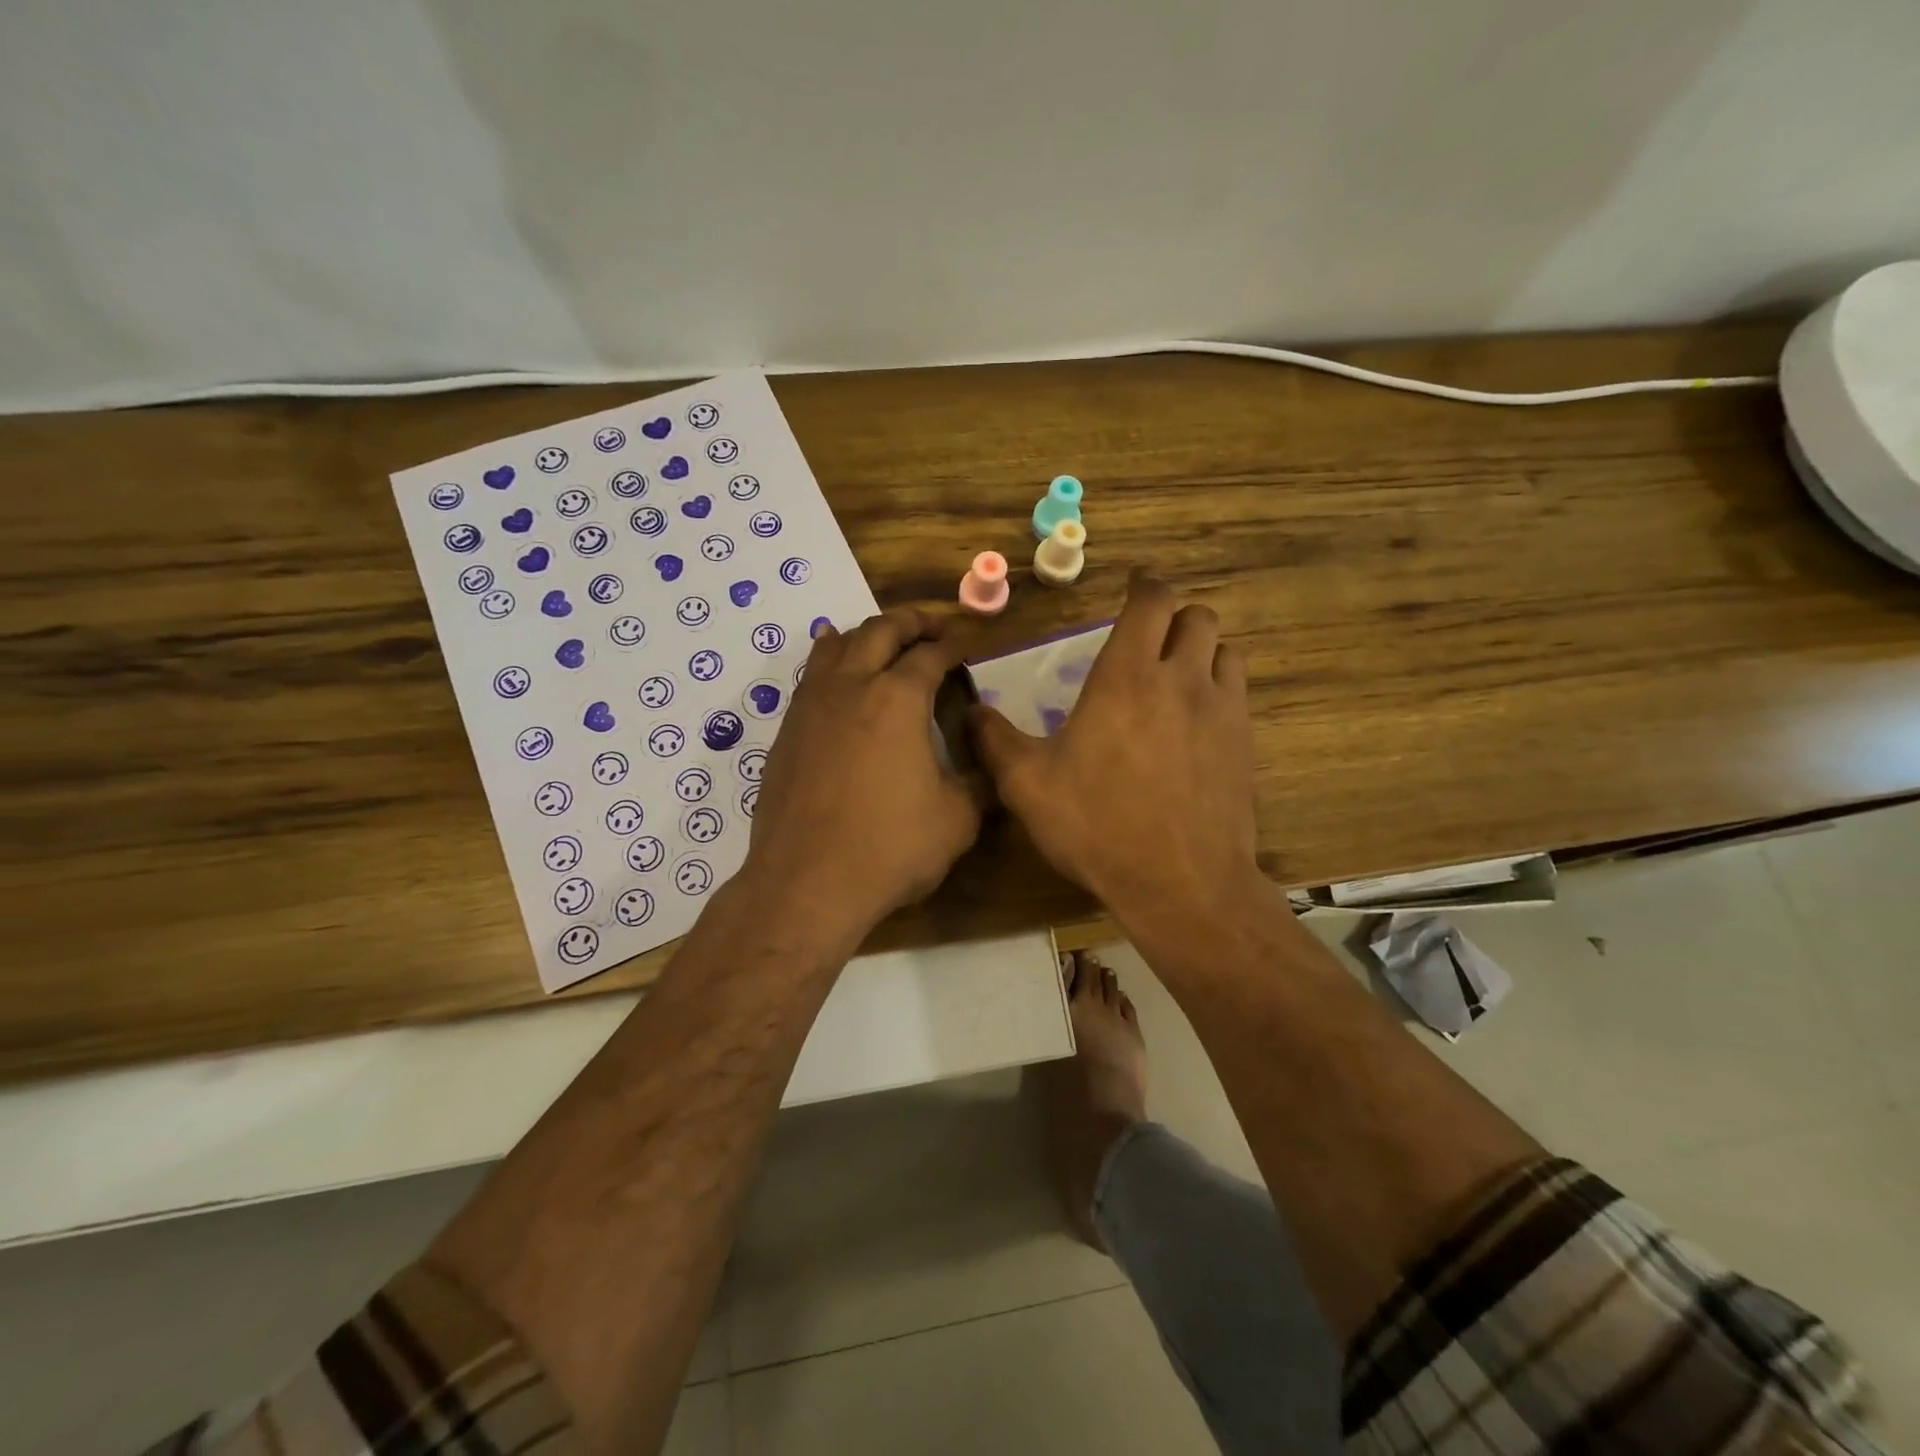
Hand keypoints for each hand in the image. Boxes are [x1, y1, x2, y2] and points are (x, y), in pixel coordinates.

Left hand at [742, 606, 981, 937]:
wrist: (807, 883)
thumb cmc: (890, 848)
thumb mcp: (958, 820)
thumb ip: (979, 783)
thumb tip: (989, 764)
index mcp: (898, 698)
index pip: (932, 655)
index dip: (955, 646)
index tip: (968, 647)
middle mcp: (852, 686)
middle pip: (882, 630)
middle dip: (912, 622)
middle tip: (934, 628)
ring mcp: (812, 705)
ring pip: (838, 646)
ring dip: (867, 634)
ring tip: (885, 638)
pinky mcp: (787, 731)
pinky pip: (811, 677)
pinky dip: (829, 659)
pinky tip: (832, 664)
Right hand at [969, 573, 1262, 936]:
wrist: (1181, 882)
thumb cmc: (1098, 825)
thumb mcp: (1028, 786)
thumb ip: (995, 741)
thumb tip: (970, 711)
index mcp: (1126, 677)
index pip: (1150, 602)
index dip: (1144, 585)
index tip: (1133, 587)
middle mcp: (1181, 679)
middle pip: (1197, 616)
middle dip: (1174, 617)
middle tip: (1149, 640)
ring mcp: (1221, 710)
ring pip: (1225, 650)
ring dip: (1201, 651)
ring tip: (1176, 676)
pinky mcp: (1245, 744)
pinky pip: (1238, 692)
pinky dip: (1219, 688)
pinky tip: (1197, 721)